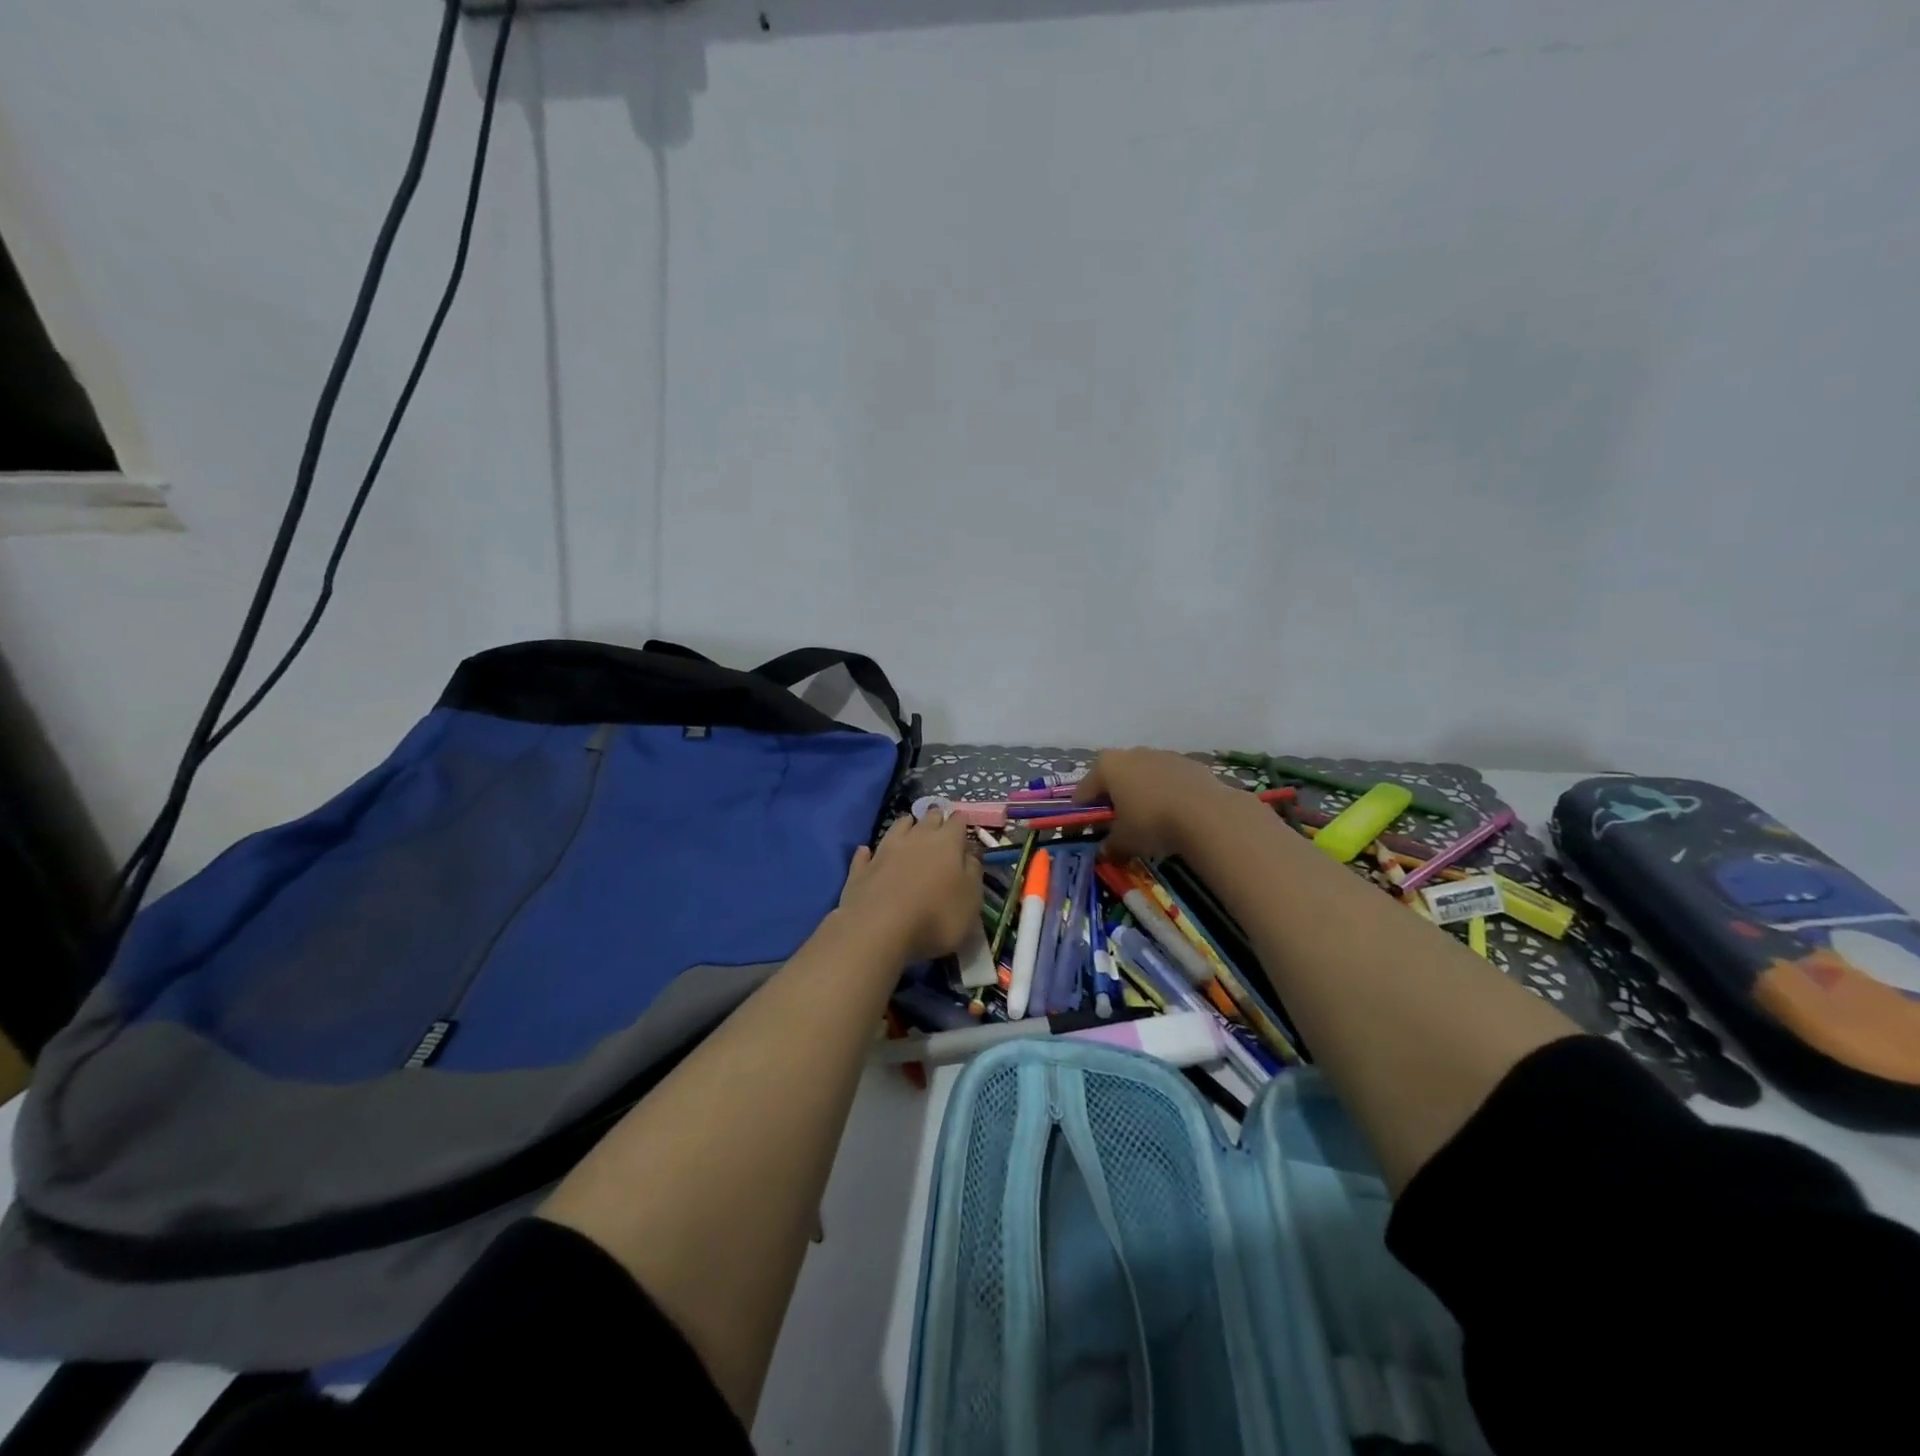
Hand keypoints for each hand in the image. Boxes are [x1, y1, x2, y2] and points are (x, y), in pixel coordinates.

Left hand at [837, 808, 981, 961]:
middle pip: (928, 819)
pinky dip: (869, 852)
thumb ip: (973, 872)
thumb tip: (971, 853)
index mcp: (947, 843)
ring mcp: (885, 851)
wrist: (878, 929)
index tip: (963, 822)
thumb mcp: (971, 900)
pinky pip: (866, 854)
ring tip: (908, 825)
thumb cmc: (936, 916)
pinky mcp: (862, 869)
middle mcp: (916, 838)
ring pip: (897, 827)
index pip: (957, 822)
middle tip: (938, 817)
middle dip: (935, 817)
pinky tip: (867, 852)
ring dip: (905, 825)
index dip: (961, 821)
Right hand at [1076, 749, 1246, 862]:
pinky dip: (1166, 794)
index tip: (1086, 830)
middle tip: (1117, 824)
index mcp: (1107, 766)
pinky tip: (1174, 815)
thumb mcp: (1124, 841)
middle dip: (1113, 799)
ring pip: (1143, 776)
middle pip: (1114, 778)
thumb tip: (1104, 852)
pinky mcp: (1189, 763)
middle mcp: (1132, 753)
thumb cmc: (1151, 822)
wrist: (1207, 814)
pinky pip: (1168, 780)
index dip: (1083, 812)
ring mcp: (1162, 755)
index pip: (1084, 791)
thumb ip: (1109, 845)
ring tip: (1148, 821)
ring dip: (1141, 794)